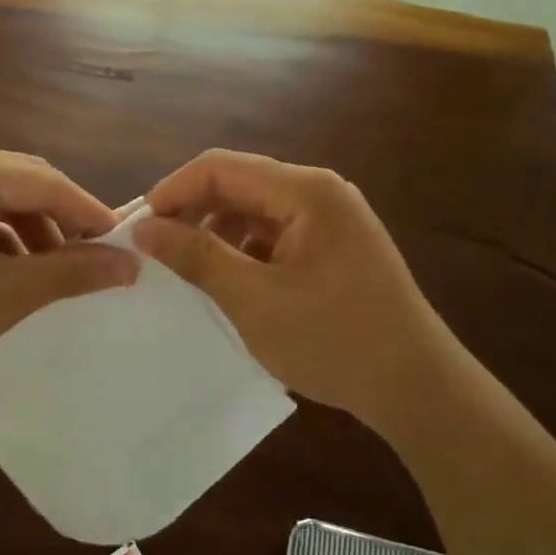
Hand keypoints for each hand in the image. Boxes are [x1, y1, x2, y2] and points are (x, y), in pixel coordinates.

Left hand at [0, 143, 138, 398]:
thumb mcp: (6, 295)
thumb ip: (72, 272)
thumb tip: (130, 264)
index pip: (44, 181)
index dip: (88, 213)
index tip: (124, 243)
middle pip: (18, 181)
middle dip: (57, 221)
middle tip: (92, 259)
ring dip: (26, 230)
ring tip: (49, 273)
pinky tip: (6, 269)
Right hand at [130, 150, 456, 432]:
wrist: (417, 387)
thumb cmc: (334, 340)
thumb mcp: (254, 299)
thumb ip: (196, 256)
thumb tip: (144, 227)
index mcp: (306, 190)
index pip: (220, 167)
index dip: (173, 190)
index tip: (138, 227)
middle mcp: (320, 192)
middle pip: (239, 184)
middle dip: (192, 212)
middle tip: (154, 251)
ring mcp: (332, 219)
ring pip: (255, 210)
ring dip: (217, 233)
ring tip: (187, 270)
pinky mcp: (335, 246)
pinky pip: (276, 233)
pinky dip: (245, 251)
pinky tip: (229, 282)